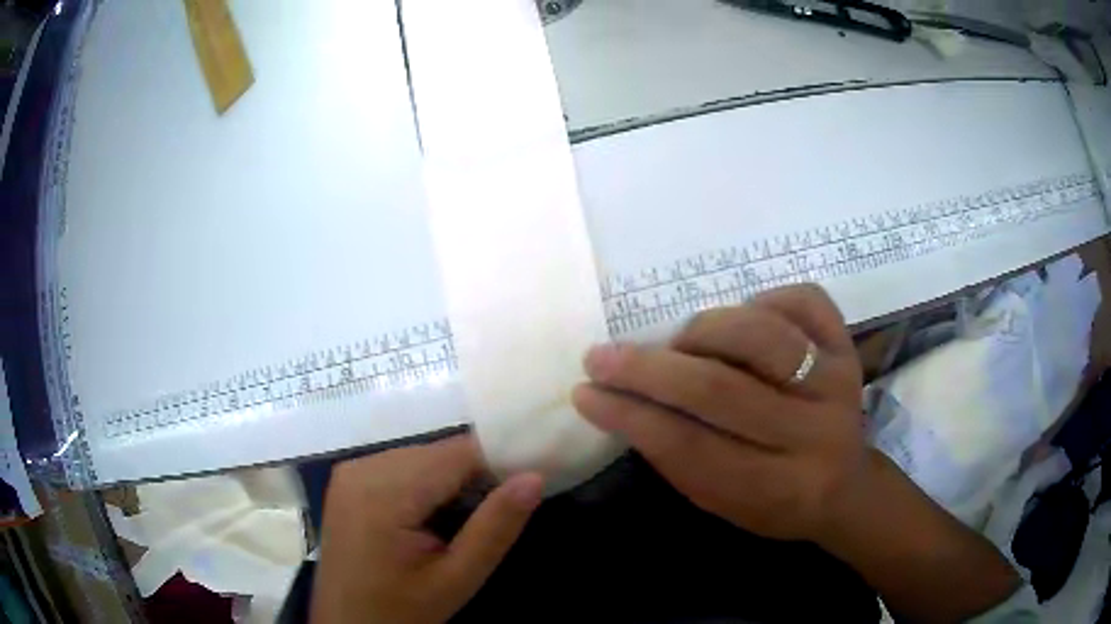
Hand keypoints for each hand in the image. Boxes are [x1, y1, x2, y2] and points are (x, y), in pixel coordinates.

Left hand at [310, 436, 543, 623]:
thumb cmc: (400, 609)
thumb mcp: (456, 579)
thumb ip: (495, 528)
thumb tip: (535, 477)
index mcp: (384, 492)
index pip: (456, 453)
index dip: (497, 463)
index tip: (527, 484)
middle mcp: (362, 467)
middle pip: (437, 453)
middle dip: (473, 477)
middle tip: (494, 516)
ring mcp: (351, 471)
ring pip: (421, 457)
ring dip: (450, 481)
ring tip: (463, 522)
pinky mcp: (348, 480)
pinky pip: (400, 466)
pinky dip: (425, 484)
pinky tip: (432, 517)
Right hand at [572, 284, 865, 542]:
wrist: (846, 486)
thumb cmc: (774, 502)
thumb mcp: (721, 503)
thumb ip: (675, 457)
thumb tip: (616, 401)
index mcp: (776, 488)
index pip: (690, 448)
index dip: (631, 417)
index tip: (585, 393)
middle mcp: (812, 434)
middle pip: (721, 390)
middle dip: (649, 369)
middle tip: (602, 357)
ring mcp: (838, 383)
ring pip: (761, 336)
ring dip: (703, 331)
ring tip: (680, 343)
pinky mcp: (847, 348)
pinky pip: (805, 300)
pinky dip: (765, 298)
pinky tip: (745, 316)